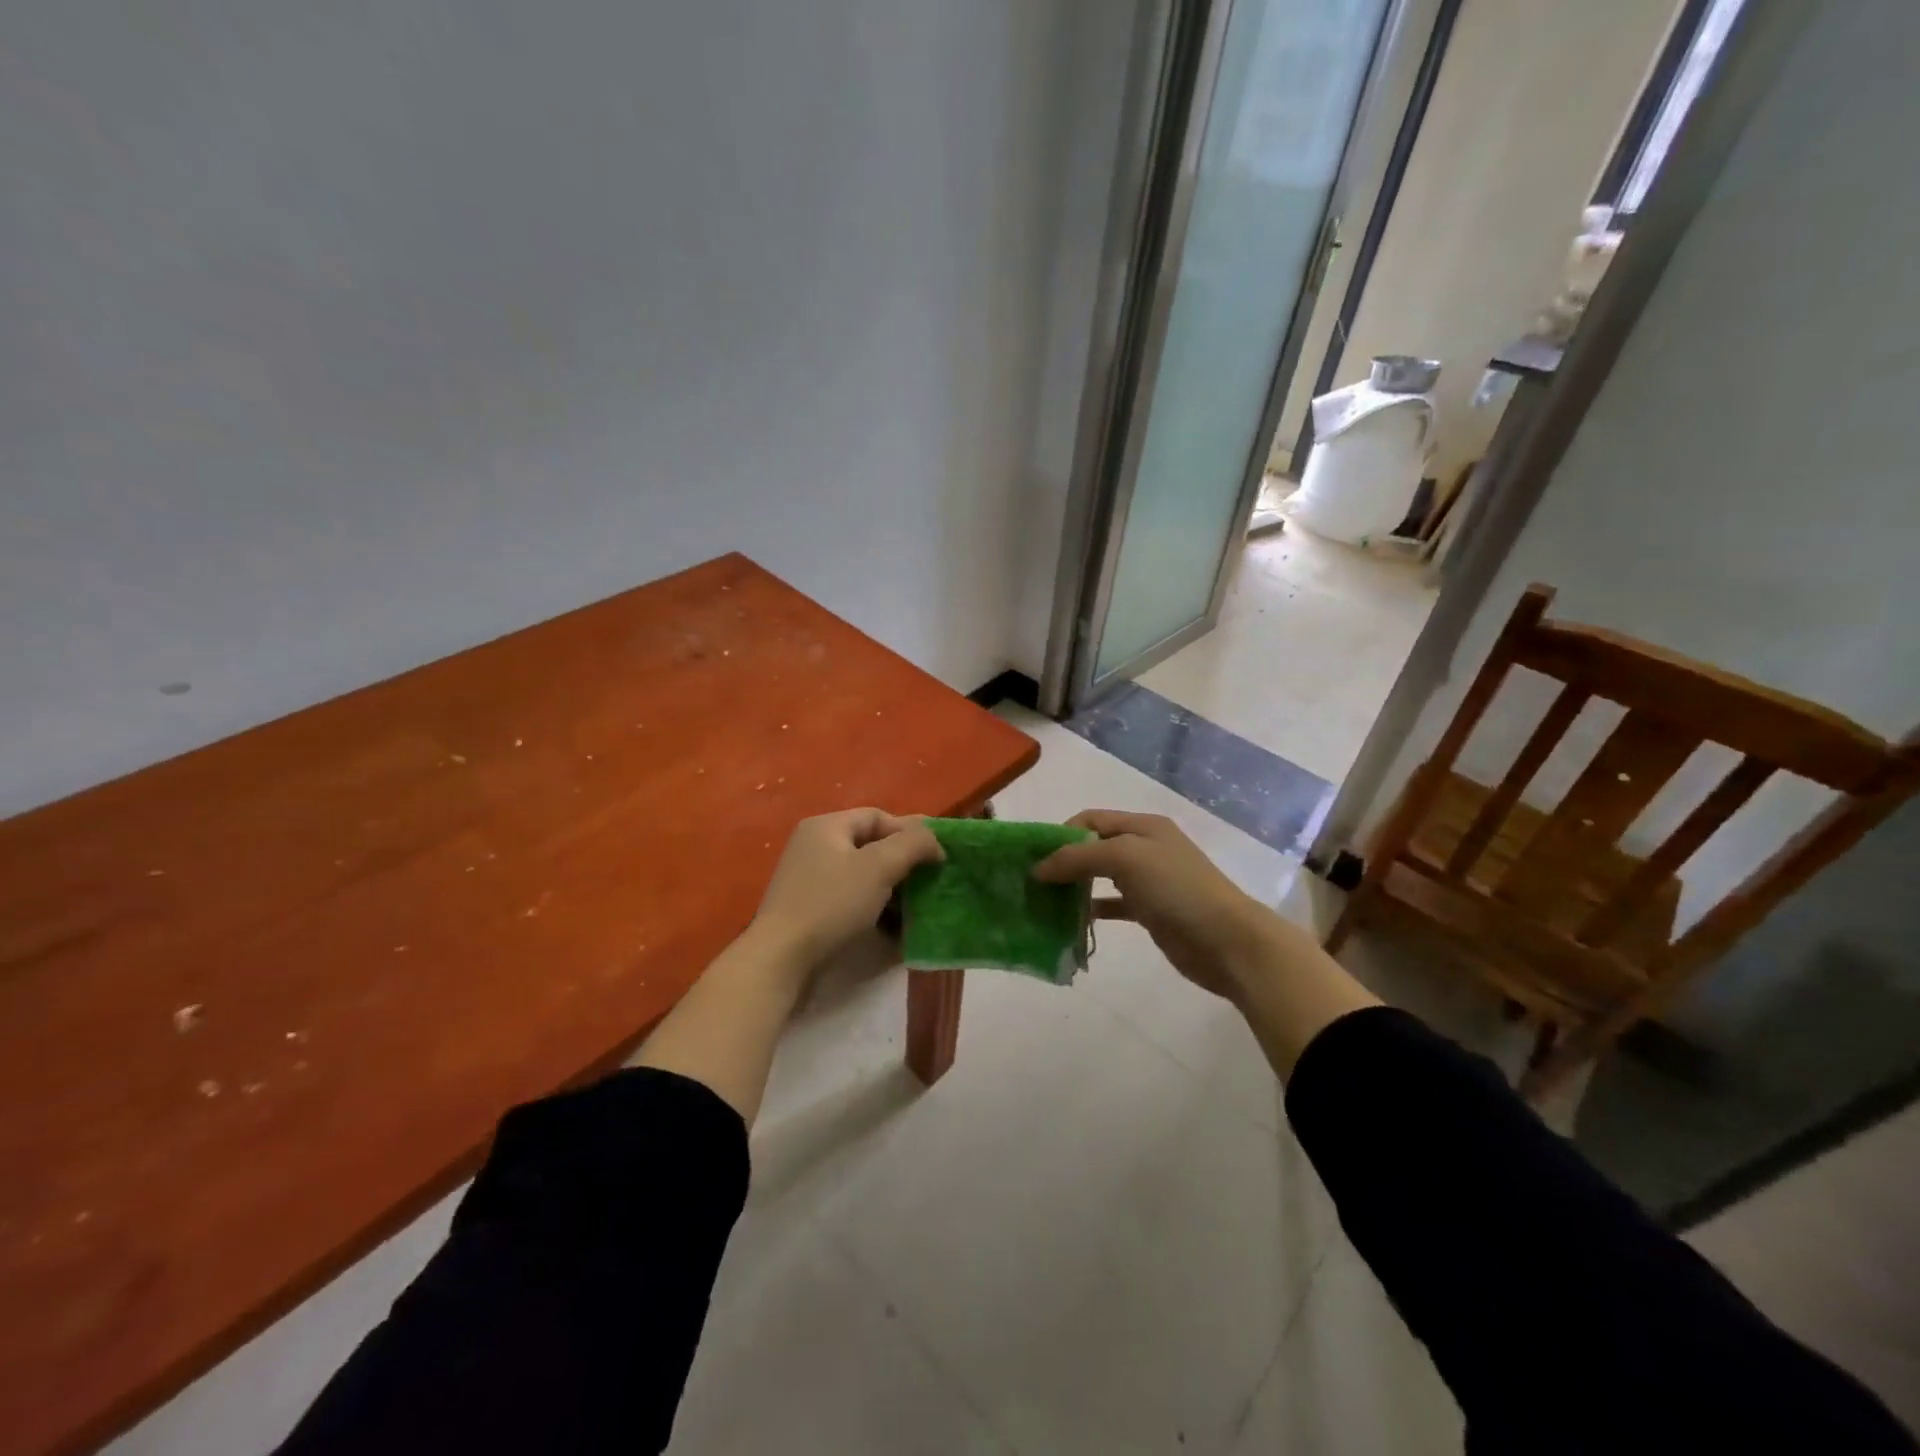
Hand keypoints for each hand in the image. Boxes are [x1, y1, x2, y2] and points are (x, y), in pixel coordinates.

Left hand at [752, 808, 943, 968]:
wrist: (781, 960)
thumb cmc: (832, 904)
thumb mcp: (879, 867)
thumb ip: (913, 844)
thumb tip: (935, 842)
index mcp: (826, 826)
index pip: (878, 816)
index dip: (911, 832)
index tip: (937, 857)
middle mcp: (815, 847)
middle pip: (871, 846)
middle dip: (904, 863)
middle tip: (931, 882)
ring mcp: (810, 880)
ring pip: (864, 876)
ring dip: (893, 890)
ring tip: (916, 909)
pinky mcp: (811, 911)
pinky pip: (852, 900)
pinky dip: (875, 909)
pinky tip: (894, 929)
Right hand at [1033, 810, 1292, 1000]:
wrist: (1228, 941)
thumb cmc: (1177, 889)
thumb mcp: (1125, 858)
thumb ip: (1078, 858)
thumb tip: (1039, 868)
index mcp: (1142, 826)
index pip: (1090, 819)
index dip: (1061, 834)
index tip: (1034, 858)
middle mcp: (1145, 848)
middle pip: (1094, 847)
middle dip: (1064, 861)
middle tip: (1034, 883)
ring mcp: (1149, 881)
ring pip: (1101, 877)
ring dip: (1075, 887)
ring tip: (1046, 902)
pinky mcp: (1151, 912)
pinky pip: (1112, 905)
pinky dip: (1092, 910)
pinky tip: (1073, 922)